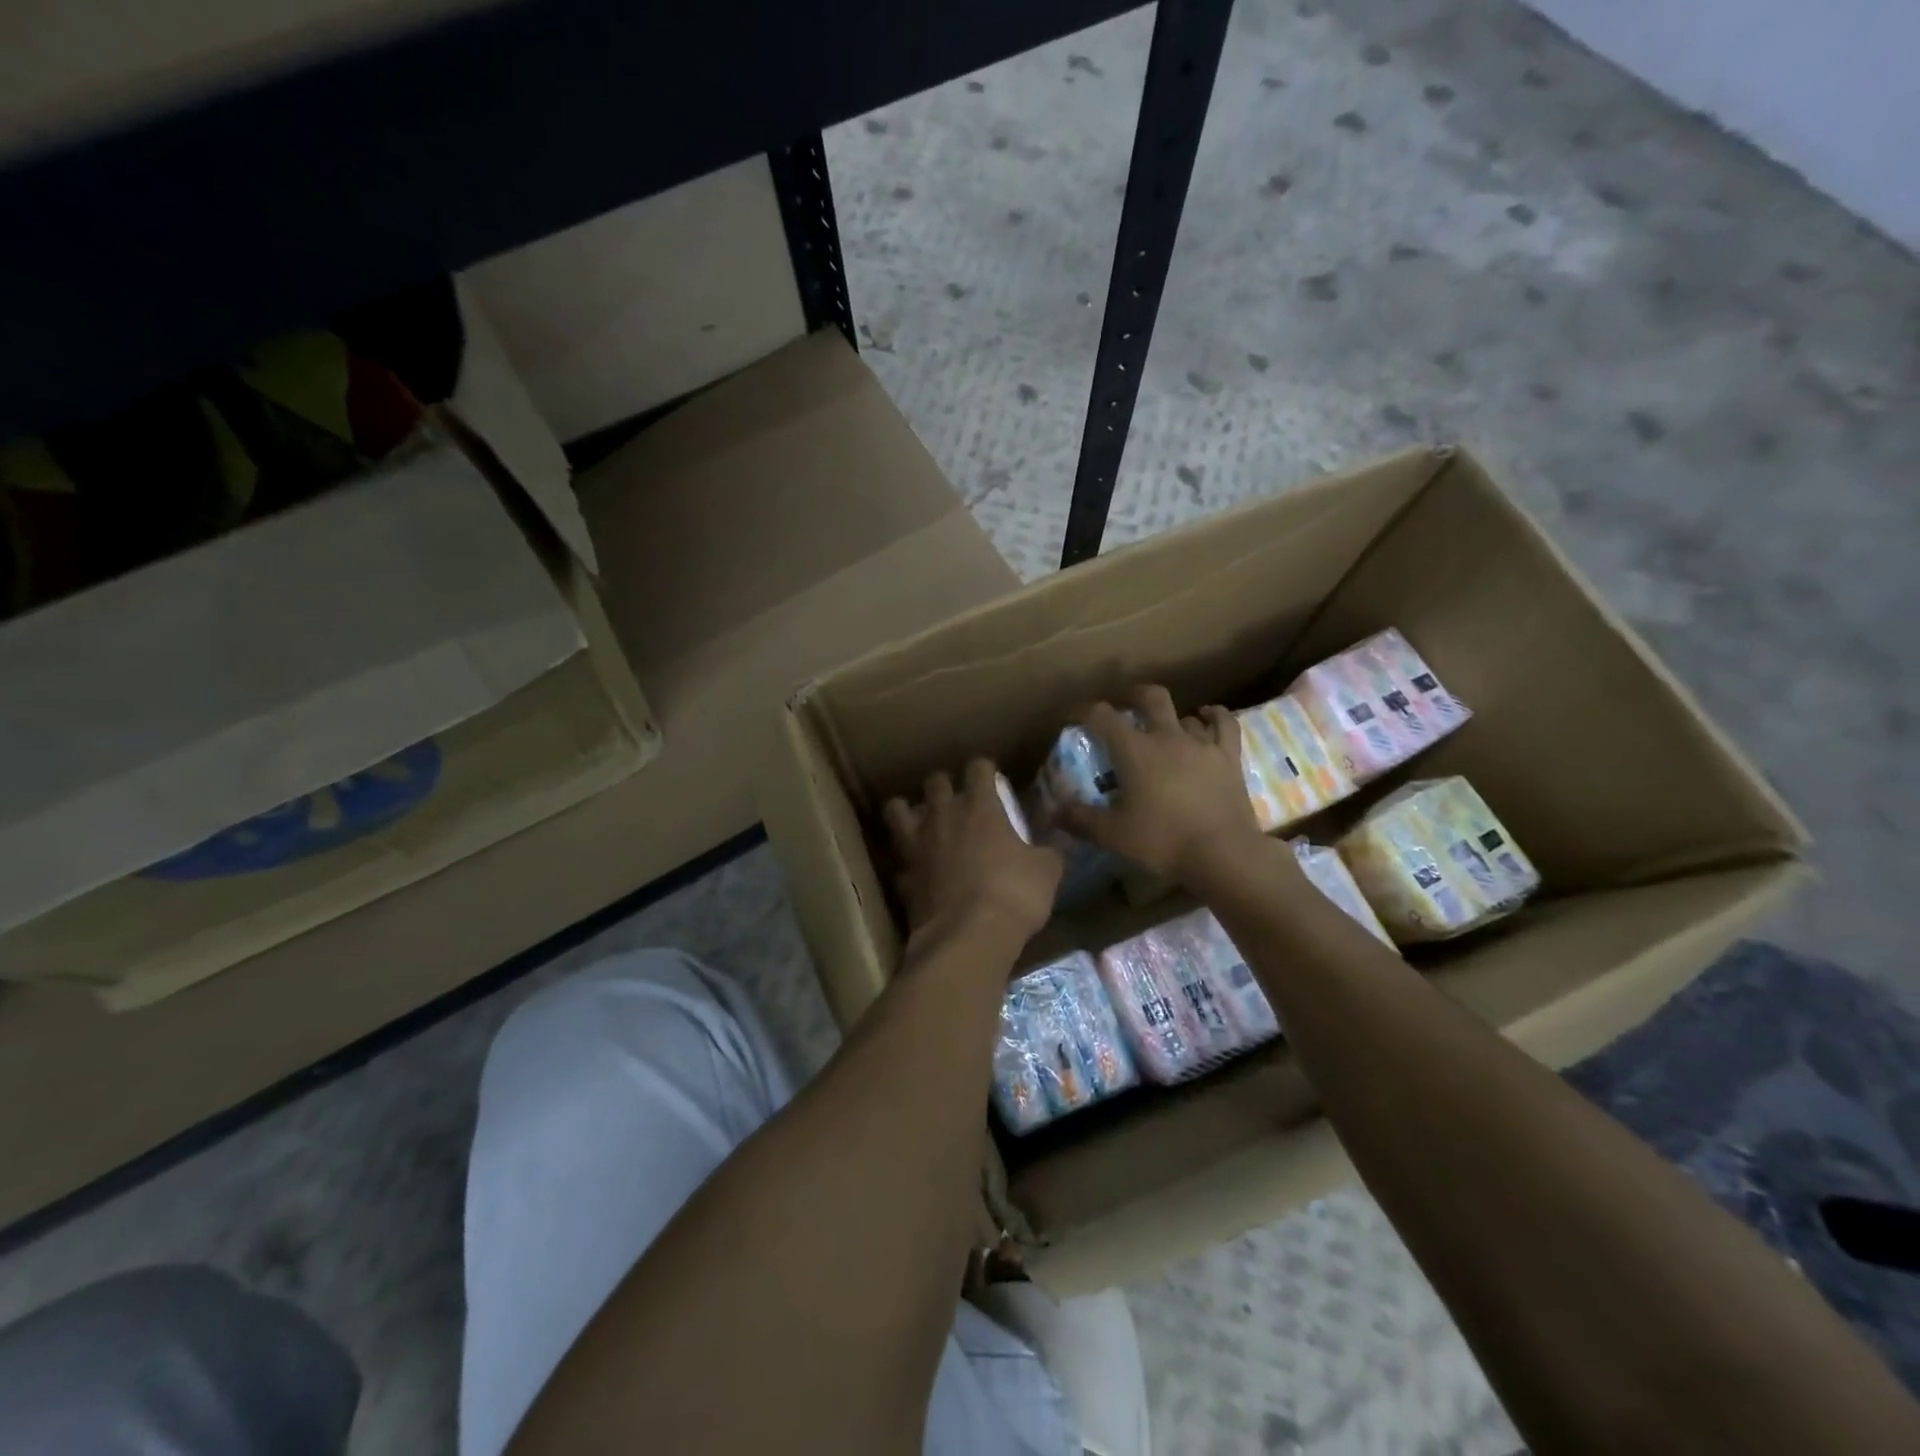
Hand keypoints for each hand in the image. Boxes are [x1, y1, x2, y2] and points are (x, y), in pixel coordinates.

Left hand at [884, 759, 1061, 948]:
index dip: (986, 770)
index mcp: (980, 807)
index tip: (994, 780)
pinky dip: (907, 862)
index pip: (979, 768)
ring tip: (922, 822)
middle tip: (958, 801)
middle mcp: (943, 817)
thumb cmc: (1014, 894)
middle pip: (935, 782)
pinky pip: (899, 860)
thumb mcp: (1047, 871)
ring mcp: (917, 845)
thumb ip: (1047, 851)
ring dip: (908, 811)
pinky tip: (918, 871)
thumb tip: (1052, 847)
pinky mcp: (903, 877)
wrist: (968, 938)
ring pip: (897, 810)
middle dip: (945, 786)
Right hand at [1054, 685, 1267, 888]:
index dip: (1084, 711)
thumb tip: (1054, 810)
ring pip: (1185, 715)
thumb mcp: (1112, 834)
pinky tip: (1207, 717)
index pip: (1102, 716)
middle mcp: (1167, 737)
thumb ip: (1080, 819)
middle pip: (1150, 697)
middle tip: (1125, 707)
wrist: (1222, 854)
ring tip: (1165, 731)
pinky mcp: (1229, 757)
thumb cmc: (1162, 841)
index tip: (1075, 718)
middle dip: (1134, 696)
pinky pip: (1224, 724)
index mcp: (1134, 751)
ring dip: (1172, 719)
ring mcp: (1202, 744)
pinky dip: (1213, 716)